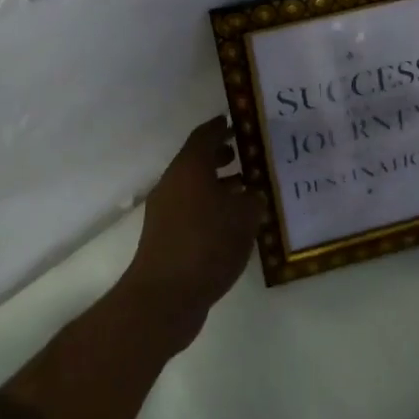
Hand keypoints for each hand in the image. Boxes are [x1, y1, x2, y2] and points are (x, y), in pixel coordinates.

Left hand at [122, 117, 258, 338]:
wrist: (165, 296)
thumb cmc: (208, 244)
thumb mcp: (244, 217)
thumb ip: (253, 199)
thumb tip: (252, 194)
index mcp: (189, 168)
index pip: (204, 135)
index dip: (221, 126)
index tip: (237, 122)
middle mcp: (173, 183)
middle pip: (197, 160)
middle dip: (221, 155)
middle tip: (246, 153)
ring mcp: (165, 211)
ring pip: (195, 186)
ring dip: (218, 183)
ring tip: (247, 189)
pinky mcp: (165, 236)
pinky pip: (192, 209)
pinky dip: (211, 206)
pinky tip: (233, 223)